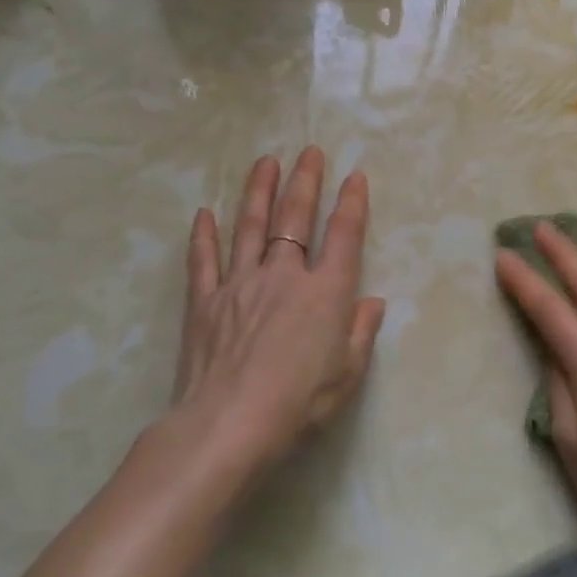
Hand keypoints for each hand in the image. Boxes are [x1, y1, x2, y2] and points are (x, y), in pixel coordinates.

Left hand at [167, 148, 385, 486]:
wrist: (228, 424)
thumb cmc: (299, 402)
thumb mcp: (348, 373)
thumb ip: (361, 332)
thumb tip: (372, 302)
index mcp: (325, 292)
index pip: (344, 235)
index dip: (352, 203)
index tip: (355, 177)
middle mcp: (284, 275)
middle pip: (295, 218)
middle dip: (305, 182)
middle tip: (309, 152)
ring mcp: (240, 283)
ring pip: (250, 226)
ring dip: (258, 191)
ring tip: (265, 162)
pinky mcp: (205, 301)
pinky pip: (204, 260)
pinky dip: (204, 235)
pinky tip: (205, 213)